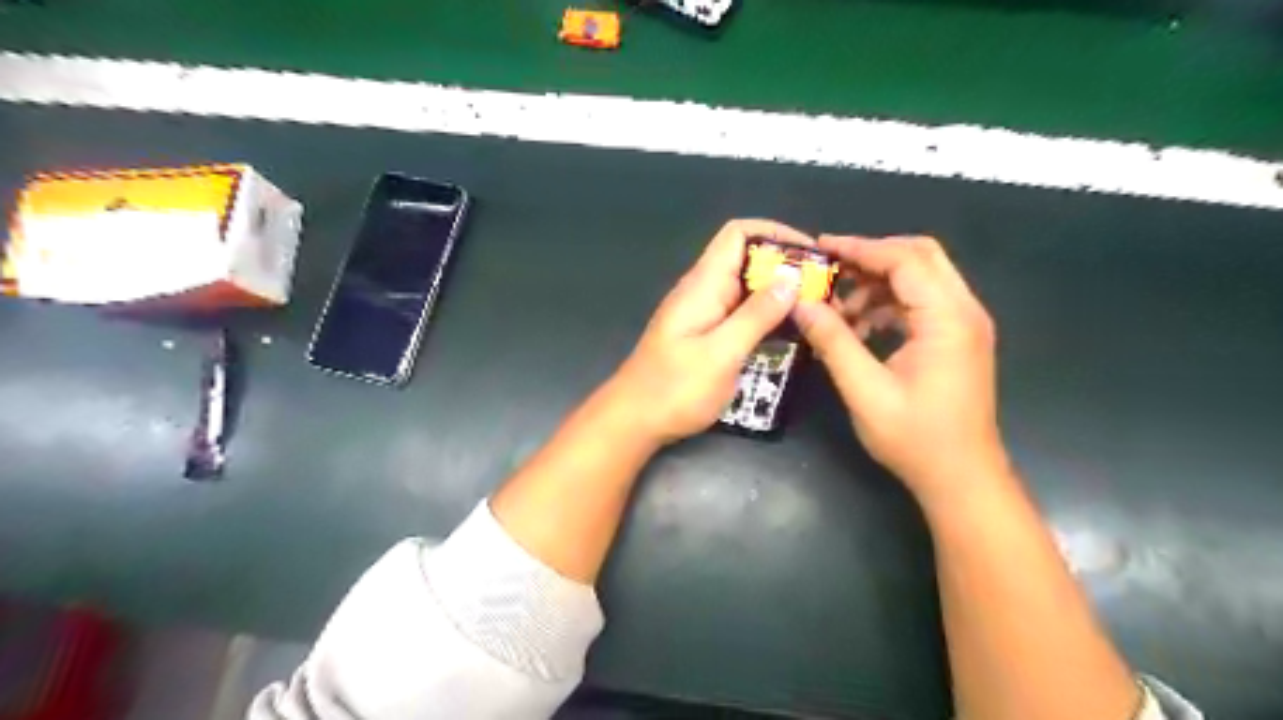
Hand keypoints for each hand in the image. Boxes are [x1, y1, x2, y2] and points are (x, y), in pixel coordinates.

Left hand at [607, 219, 811, 442]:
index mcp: (703, 285)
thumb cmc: (674, 389)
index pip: (738, 235)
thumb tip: (792, 276)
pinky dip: (767, 315)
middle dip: (786, 267)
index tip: (811, 256)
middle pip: (747, 259)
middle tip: (824, 291)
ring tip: (815, 311)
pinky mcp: (706, 335)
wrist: (634, 421)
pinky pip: (741, 313)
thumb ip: (756, 315)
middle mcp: (703, 291)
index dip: (776, 234)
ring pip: (747, 288)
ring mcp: (703, 313)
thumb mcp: (721, 353)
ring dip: (779, 293)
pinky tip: (790, 332)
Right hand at [793, 237, 1012, 506]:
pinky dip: (889, 303)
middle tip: (829, 268)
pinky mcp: (957, 339)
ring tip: (838, 307)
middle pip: (920, 257)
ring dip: (878, 283)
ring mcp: (964, 324)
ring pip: (921, 278)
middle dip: (871, 256)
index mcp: (947, 319)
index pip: (904, 260)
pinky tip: (860, 327)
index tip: (820, 247)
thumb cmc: (915, 438)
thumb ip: (833, 341)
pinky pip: (922, 303)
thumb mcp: (865, 390)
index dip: (860, 248)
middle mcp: (964, 311)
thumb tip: (800, 303)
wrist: (961, 478)